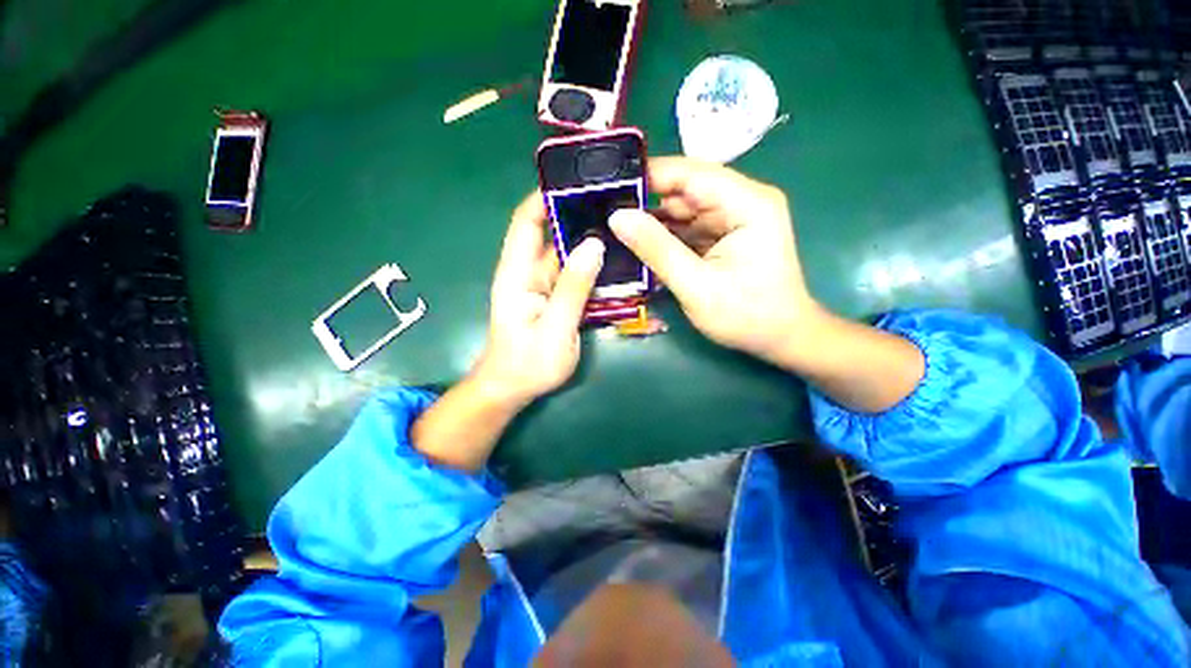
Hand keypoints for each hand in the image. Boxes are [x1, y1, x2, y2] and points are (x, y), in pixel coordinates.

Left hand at [473, 192, 604, 405]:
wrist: (513, 388)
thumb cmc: (528, 363)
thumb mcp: (555, 327)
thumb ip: (573, 287)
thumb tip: (595, 244)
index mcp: (517, 273)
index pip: (526, 222)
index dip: (546, 197)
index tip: (578, 182)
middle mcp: (528, 271)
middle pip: (552, 233)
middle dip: (579, 215)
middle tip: (615, 203)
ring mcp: (543, 284)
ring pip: (567, 253)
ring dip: (590, 241)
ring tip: (623, 227)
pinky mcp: (554, 296)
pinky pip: (574, 273)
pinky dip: (592, 265)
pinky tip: (616, 261)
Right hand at [609, 157, 820, 365]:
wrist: (780, 339)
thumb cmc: (746, 316)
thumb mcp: (696, 286)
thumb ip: (657, 249)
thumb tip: (617, 217)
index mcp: (746, 203)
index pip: (690, 173)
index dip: (648, 176)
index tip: (609, 188)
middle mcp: (741, 201)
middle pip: (684, 190)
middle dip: (646, 202)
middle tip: (605, 214)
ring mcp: (732, 218)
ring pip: (682, 210)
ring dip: (652, 222)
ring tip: (615, 231)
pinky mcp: (723, 236)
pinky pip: (687, 228)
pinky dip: (664, 238)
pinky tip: (640, 246)